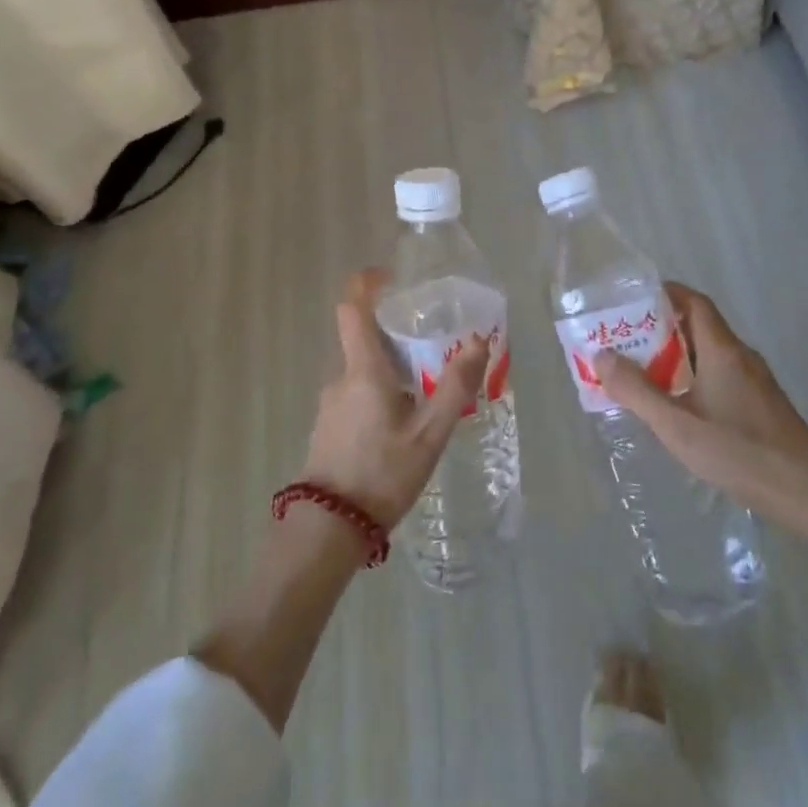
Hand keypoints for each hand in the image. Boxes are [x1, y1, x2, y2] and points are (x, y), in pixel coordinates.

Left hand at [298, 269, 489, 532]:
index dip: (366, 284)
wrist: (328, 529)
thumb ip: (455, 386)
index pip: (352, 307)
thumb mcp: (430, 433)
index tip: (391, 278)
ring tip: (426, 392)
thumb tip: (479, 341)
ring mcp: (330, 404)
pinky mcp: (329, 427)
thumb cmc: (382, 473)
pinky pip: (357, 394)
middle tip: (432, 346)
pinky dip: (379, 393)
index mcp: (363, 369)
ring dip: (390, 370)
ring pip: (362, 370)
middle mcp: (341, 378)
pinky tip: (403, 424)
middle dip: (395, 335)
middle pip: (364, 339)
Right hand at [597, 283, 807, 548]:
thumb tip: (602, 356)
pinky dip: (693, 376)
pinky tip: (676, 403)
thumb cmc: (739, 453)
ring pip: (708, 353)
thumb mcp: (677, 425)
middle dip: (660, 328)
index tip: (632, 301)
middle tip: (625, 341)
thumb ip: (637, 391)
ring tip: (640, 372)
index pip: (694, 302)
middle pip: (698, 326)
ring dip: (675, 355)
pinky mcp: (761, 403)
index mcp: (723, 350)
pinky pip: (720, 374)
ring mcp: (755, 380)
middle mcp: (741, 356)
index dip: (664, 294)